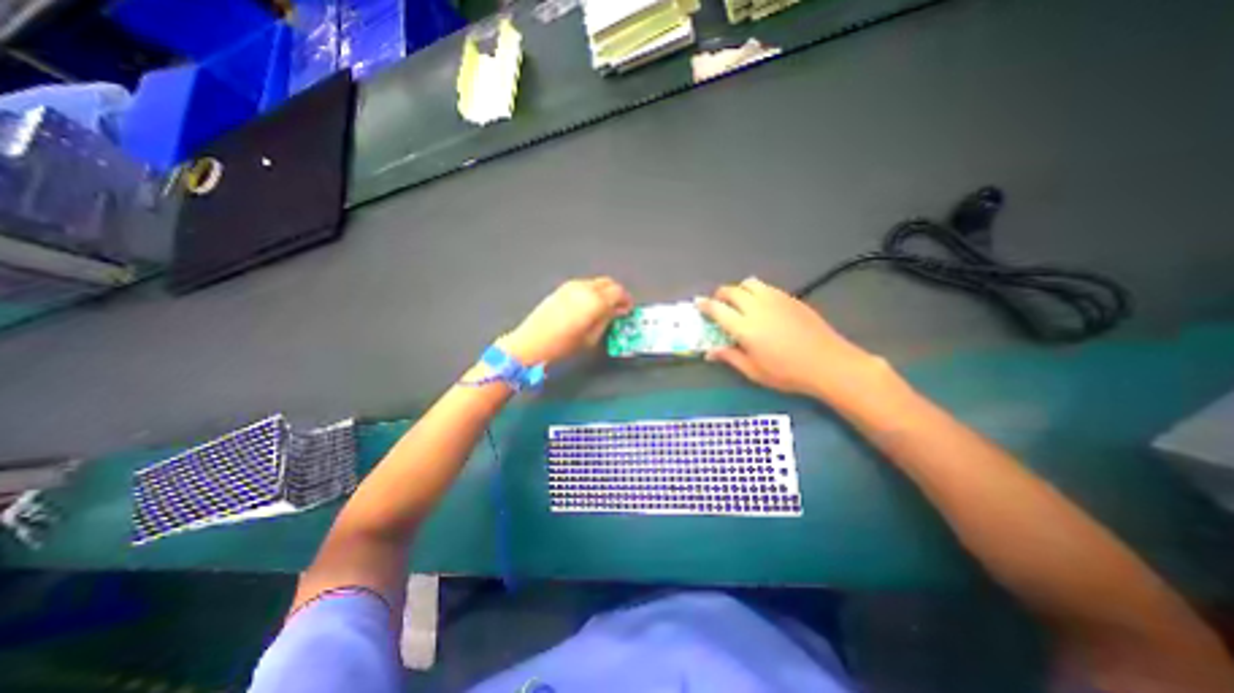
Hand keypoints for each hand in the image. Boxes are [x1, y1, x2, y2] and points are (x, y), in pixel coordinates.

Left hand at [496, 275, 631, 365]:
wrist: (531, 344)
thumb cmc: (563, 346)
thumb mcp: (592, 338)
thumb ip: (607, 320)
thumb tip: (616, 312)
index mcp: (595, 301)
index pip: (619, 292)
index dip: (626, 301)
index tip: (627, 311)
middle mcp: (584, 288)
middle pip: (609, 283)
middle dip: (616, 294)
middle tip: (618, 309)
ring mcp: (571, 286)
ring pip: (596, 282)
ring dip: (604, 292)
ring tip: (603, 309)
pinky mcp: (561, 289)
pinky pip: (583, 285)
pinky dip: (591, 292)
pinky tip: (588, 307)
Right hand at [692, 273, 887, 398]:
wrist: (827, 363)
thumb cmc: (786, 373)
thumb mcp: (753, 371)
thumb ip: (730, 357)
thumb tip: (710, 352)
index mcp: (744, 327)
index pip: (717, 309)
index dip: (704, 305)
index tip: (697, 303)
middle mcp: (757, 307)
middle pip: (731, 290)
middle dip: (720, 295)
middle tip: (719, 305)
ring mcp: (775, 299)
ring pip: (750, 283)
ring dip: (739, 290)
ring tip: (741, 303)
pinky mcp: (790, 298)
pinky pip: (767, 287)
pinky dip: (757, 292)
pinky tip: (763, 306)